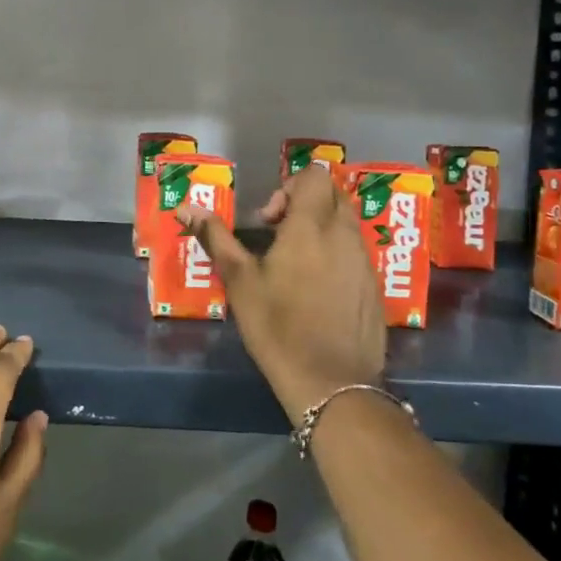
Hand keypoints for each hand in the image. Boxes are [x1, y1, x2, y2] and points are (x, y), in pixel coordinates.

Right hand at [178, 164, 386, 420]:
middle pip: (333, 196)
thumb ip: (216, 237)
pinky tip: (315, 291)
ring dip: (320, 230)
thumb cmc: (277, 326)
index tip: (268, 219)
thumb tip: (186, 207)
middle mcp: (345, 236)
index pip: (315, 176)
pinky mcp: (375, 288)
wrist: (331, 383)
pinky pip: (356, 253)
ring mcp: (365, 262)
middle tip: (277, 236)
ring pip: (346, 225)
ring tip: (293, 265)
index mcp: (311, 227)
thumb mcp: (239, 280)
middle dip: (305, 205)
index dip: (290, 186)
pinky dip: (335, 256)